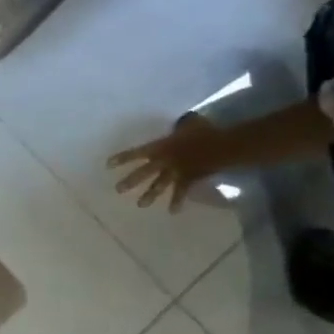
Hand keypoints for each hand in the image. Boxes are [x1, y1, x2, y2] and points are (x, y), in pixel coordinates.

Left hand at [107, 112, 226, 211]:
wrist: (224, 146)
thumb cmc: (205, 133)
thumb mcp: (188, 125)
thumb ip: (180, 126)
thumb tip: (180, 122)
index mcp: (160, 147)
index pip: (136, 153)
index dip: (122, 158)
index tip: (108, 165)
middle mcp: (164, 161)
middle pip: (144, 172)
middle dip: (131, 181)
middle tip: (118, 189)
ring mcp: (176, 171)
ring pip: (159, 185)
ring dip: (149, 195)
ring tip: (140, 205)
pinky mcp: (189, 179)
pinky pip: (181, 192)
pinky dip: (177, 201)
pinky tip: (172, 212)